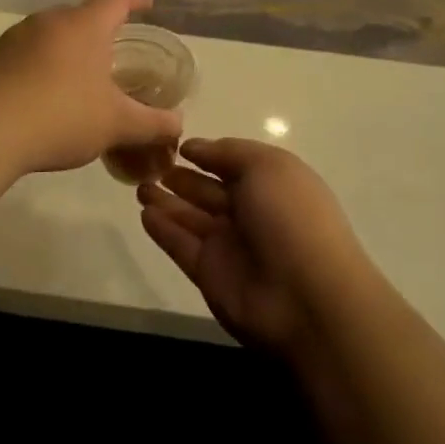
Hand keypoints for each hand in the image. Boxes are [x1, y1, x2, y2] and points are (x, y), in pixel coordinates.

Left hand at [0, 0, 181, 177]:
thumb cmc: (62, 117)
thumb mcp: (116, 124)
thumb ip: (152, 123)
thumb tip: (179, 124)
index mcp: (84, 26)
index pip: (115, 0)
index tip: (147, 2)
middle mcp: (48, 21)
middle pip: (80, 15)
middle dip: (98, 27)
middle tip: (112, 47)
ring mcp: (14, 38)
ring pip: (49, 34)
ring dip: (65, 48)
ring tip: (76, 74)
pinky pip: (23, 54)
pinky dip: (38, 66)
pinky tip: (39, 94)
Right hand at [137, 138, 378, 357]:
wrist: (306, 298)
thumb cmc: (291, 218)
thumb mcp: (266, 166)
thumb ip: (227, 152)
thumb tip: (194, 147)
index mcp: (272, 184)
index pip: (233, 164)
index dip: (207, 154)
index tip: (176, 144)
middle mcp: (251, 213)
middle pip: (209, 191)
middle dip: (181, 178)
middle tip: (147, 164)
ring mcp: (230, 246)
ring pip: (191, 218)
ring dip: (166, 201)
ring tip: (138, 186)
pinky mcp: (209, 274)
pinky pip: (181, 246)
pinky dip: (163, 230)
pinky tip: (144, 214)